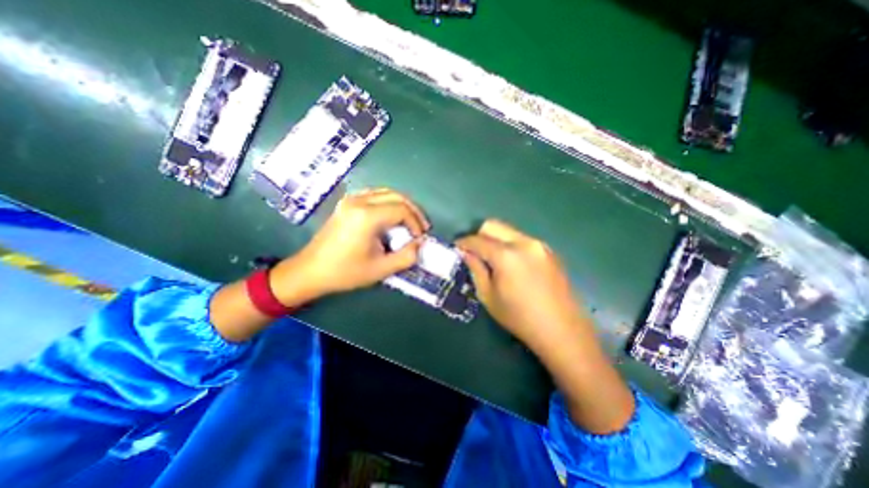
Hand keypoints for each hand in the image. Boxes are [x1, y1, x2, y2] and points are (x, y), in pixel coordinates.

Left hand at [270, 188, 429, 307]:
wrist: (310, 271)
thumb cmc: (345, 272)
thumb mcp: (381, 269)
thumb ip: (406, 256)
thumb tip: (421, 243)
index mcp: (367, 216)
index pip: (402, 209)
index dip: (416, 223)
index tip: (420, 238)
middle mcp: (359, 201)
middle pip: (396, 196)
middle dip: (413, 211)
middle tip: (421, 228)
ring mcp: (351, 200)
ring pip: (386, 193)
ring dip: (402, 205)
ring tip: (410, 222)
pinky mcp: (347, 203)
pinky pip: (375, 195)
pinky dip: (389, 203)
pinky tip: (392, 217)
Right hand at [456, 219, 582, 352]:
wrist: (562, 330)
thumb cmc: (519, 317)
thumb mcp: (489, 296)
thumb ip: (476, 269)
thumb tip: (467, 253)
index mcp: (506, 255)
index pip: (477, 240)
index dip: (463, 242)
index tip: (456, 247)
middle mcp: (523, 242)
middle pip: (493, 225)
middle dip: (478, 235)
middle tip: (473, 251)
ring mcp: (539, 245)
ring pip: (508, 231)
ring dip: (495, 239)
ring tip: (491, 257)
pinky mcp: (549, 251)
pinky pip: (522, 239)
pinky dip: (510, 245)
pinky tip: (510, 263)